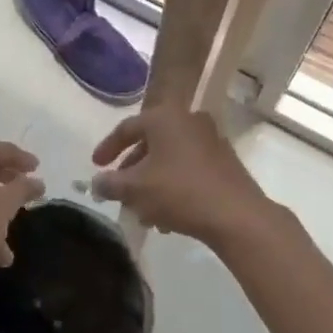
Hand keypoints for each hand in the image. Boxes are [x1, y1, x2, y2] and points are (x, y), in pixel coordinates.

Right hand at [90, 107, 281, 252]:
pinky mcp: (226, 161)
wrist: (237, 215)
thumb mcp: (135, 189)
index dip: (107, 148)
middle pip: (151, 143)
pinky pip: (189, 168)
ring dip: (152, 181)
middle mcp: (189, 120)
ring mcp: (211, 140)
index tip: (96, 166)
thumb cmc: (179, 192)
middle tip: (120, 190)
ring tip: (143, 210)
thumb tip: (96, 183)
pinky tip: (167, 215)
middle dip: (132, 169)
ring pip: (170, 158)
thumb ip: (110, 183)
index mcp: (164, 118)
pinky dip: (173, 185)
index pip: (127, 128)